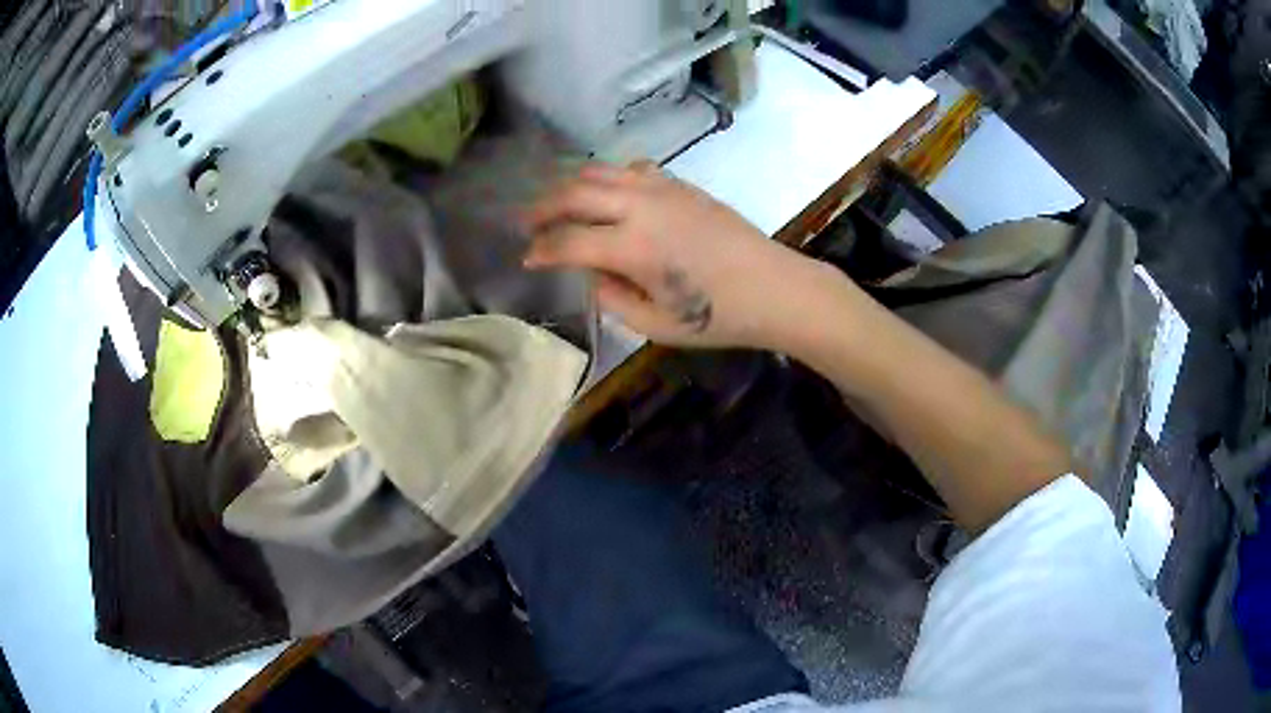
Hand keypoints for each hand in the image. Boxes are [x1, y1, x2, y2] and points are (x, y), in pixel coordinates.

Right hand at [522, 163, 831, 348]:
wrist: (775, 288)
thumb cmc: (718, 316)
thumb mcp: (655, 325)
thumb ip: (612, 297)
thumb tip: (592, 274)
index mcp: (632, 247)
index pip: (567, 241)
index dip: (541, 250)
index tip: (527, 258)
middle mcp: (640, 207)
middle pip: (575, 194)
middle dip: (543, 208)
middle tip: (526, 222)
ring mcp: (662, 189)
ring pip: (600, 172)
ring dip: (571, 186)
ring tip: (558, 204)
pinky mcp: (680, 184)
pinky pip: (632, 169)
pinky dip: (609, 178)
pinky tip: (609, 195)